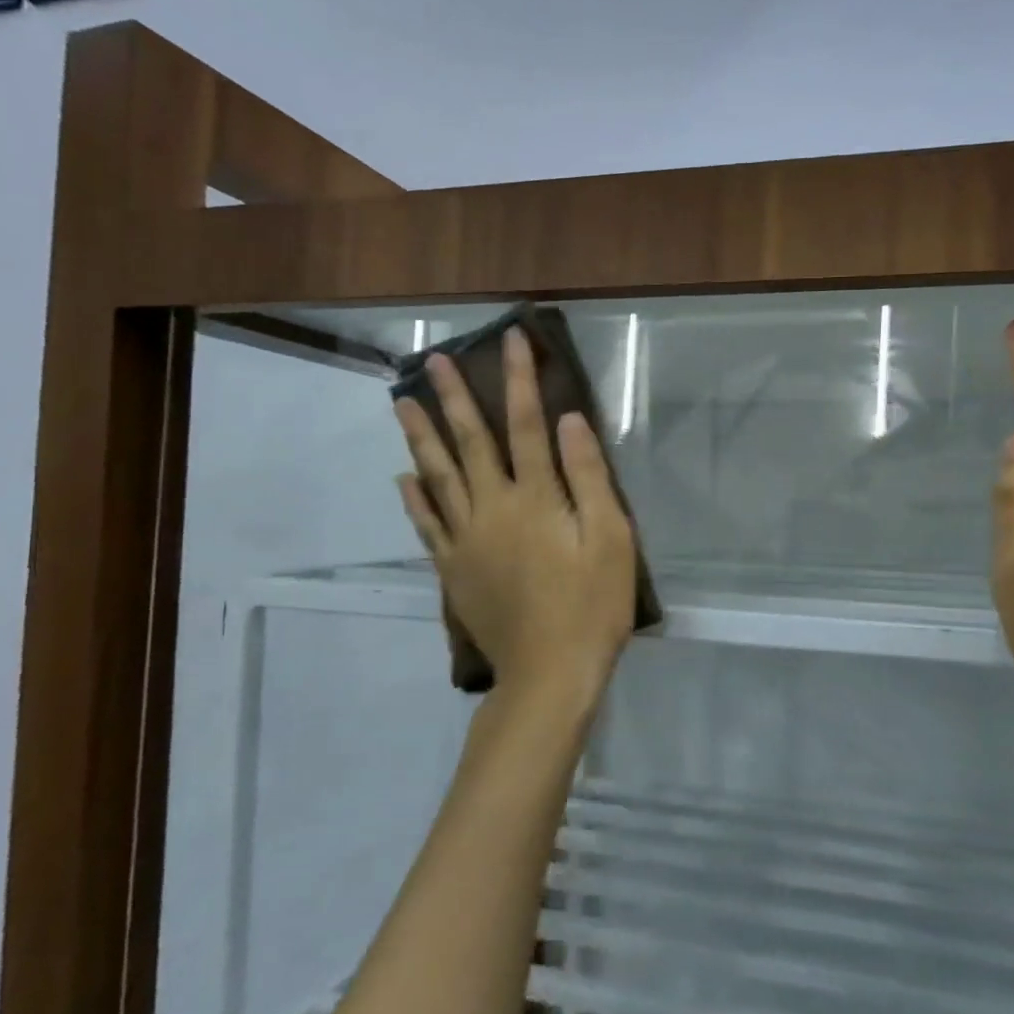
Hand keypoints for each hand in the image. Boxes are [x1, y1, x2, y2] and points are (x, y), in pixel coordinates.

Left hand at [394, 327, 636, 711]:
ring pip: (437, 477)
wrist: (549, 674)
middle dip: (453, 397)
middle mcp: (492, 508)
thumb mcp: (611, 539)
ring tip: (401, 404)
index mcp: (535, 498)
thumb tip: (567, 421)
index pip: (525, 424)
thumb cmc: (592, 606)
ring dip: (420, 437)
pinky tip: (403, 479)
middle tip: (432, 361)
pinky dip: (414, 499)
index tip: (511, 339)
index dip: (519, 379)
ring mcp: (466, 540)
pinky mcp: (454, 569)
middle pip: (469, 443)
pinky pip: (427, 525)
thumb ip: (588, 477)